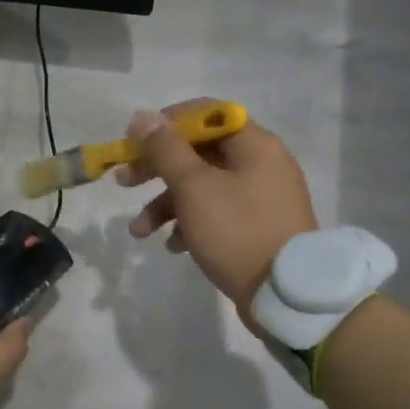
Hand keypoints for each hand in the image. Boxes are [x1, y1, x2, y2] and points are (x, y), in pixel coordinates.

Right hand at [120, 102, 318, 315]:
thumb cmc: (237, 231)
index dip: (166, 124)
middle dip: (157, 169)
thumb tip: (143, 117)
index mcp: (254, 144)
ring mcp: (261, 198)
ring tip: (139, 231)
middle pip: (199, 152)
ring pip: (203, 187)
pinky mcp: (257, 228)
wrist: (286, 293)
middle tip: (123, 182)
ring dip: (166, 204)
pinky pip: (217, 214)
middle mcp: (261, 164)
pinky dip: (190, 224)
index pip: (206, 115)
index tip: (135, 143)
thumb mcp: (194, 187)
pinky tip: (173, 246)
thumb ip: (165, 149)